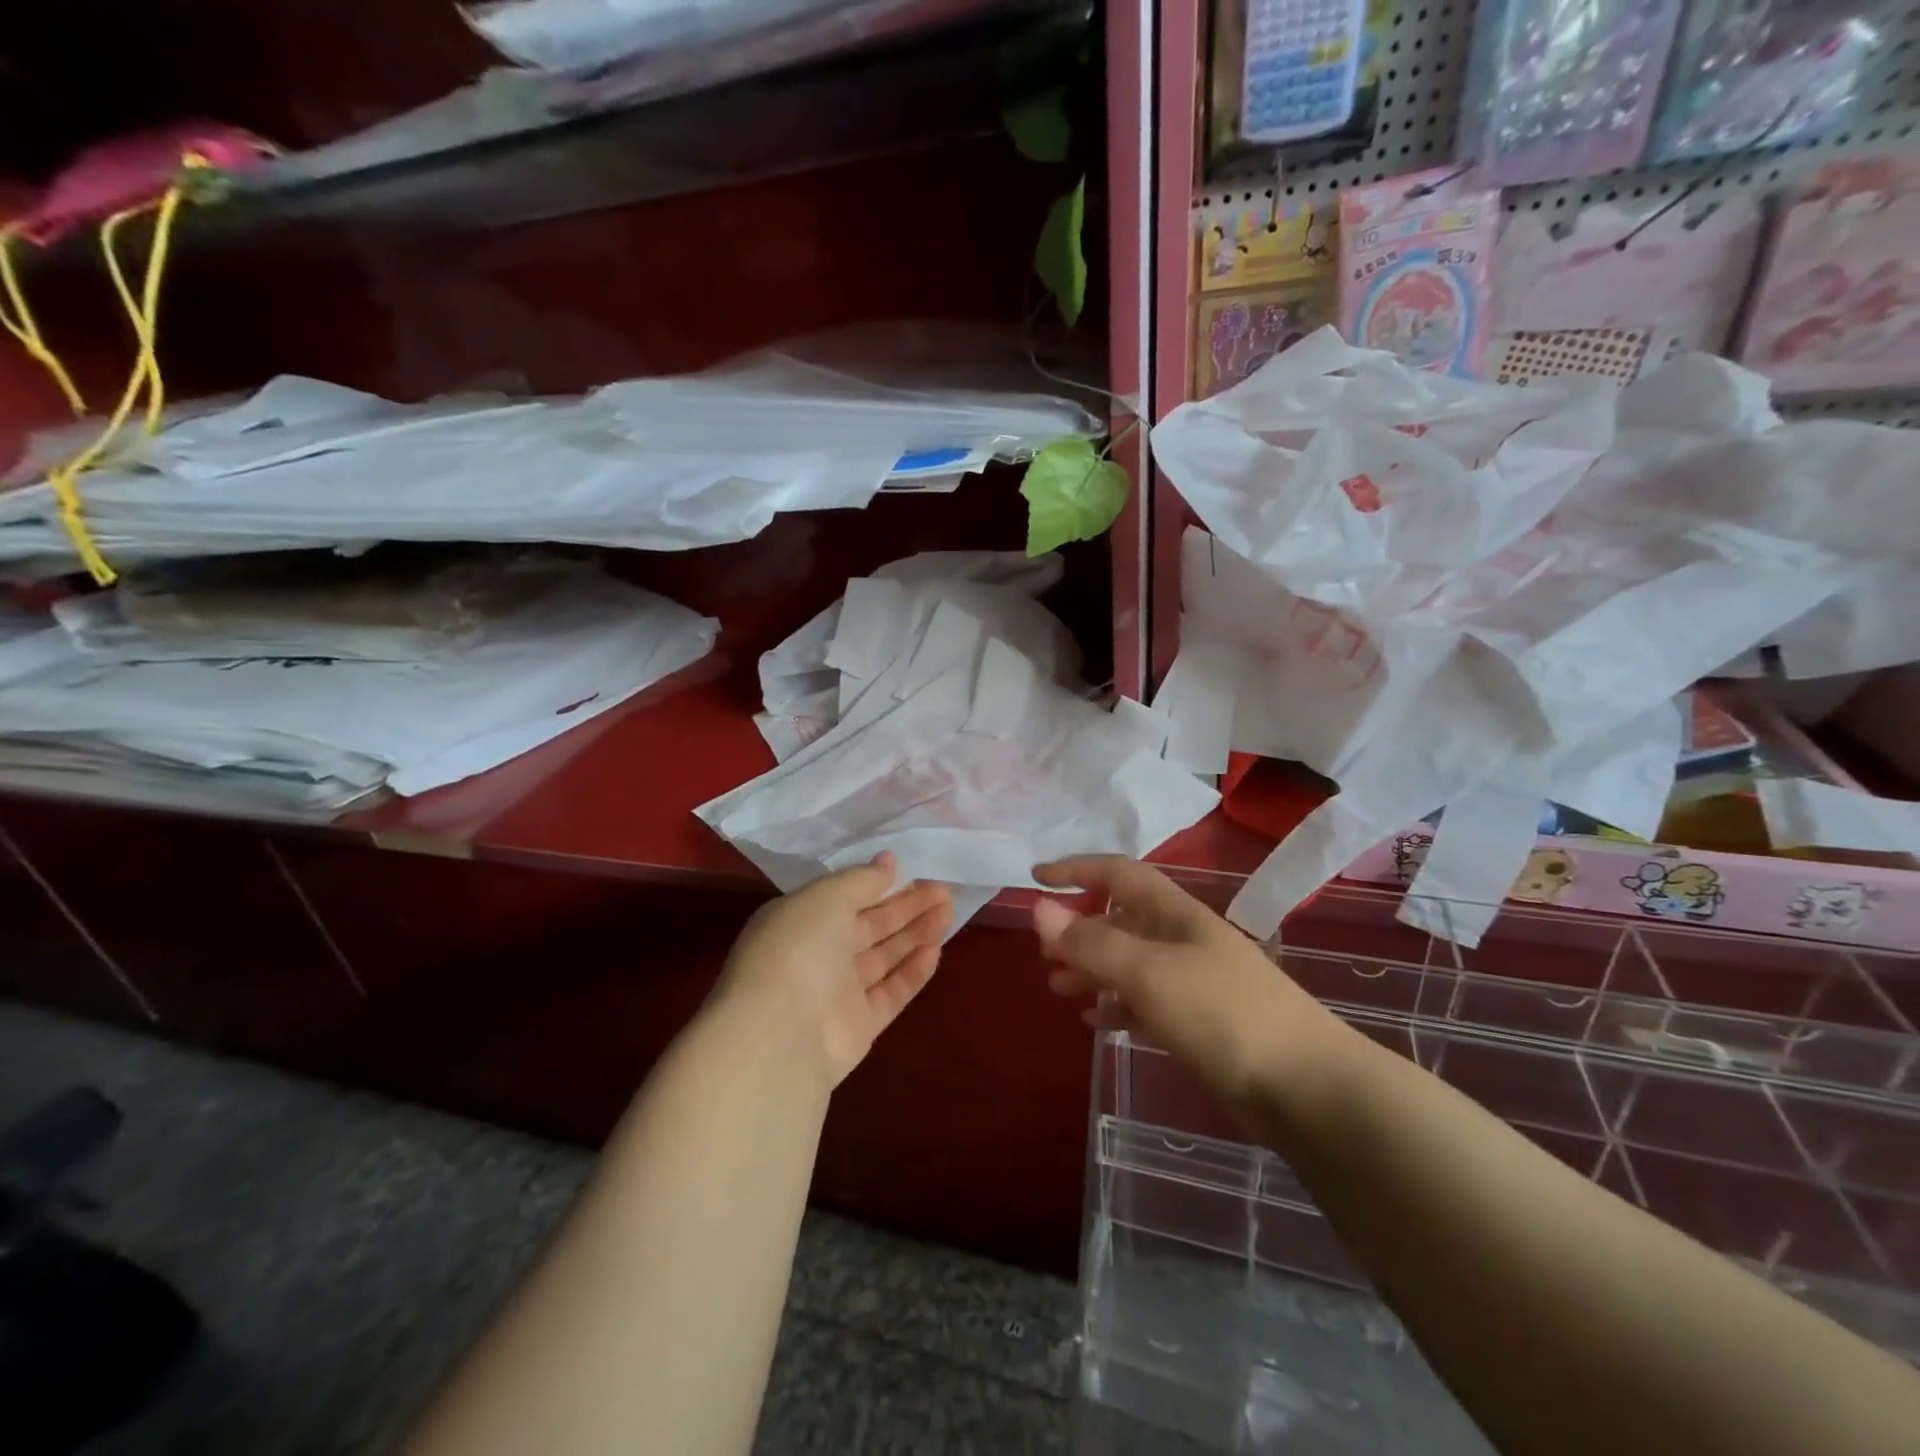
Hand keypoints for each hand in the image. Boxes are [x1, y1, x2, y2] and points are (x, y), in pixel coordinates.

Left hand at [716, 854, 953, 1089]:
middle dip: (907, 906)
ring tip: (950, 910)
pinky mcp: (859, 1025)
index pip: (846, 897)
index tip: (914, 869)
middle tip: (944, 889)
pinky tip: (936, 950)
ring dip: (916, 933)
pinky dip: (912, 972)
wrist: (780, 1035)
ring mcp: (838, 992)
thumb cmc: (798, 949)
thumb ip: (861, 879)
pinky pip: (891, 992)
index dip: (880, 883)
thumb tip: (888, 861)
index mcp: (800, 919)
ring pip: (884, 957)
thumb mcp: (827, 897)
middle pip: (871, 925)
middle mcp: (818, 954)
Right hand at [1032, 856, 1332, 1117]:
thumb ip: (1091, 942)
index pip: (1118, 873)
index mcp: (1173, 913)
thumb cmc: (1222, 1013)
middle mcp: (1181, 939)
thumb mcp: (1149, 972)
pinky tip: (1093, 1020)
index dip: (1076, 869)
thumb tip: (1038, 907)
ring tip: (1055, 986)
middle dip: (1078, 929)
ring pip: (1129, 962)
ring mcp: (1191, 981)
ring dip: (1091, 969)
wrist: (1304, 1085)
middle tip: (1041, 951)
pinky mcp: (1198, 1021)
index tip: (1035, 878)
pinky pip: (1143, 1001)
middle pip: (1120, 919)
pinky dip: (1115, 1005)